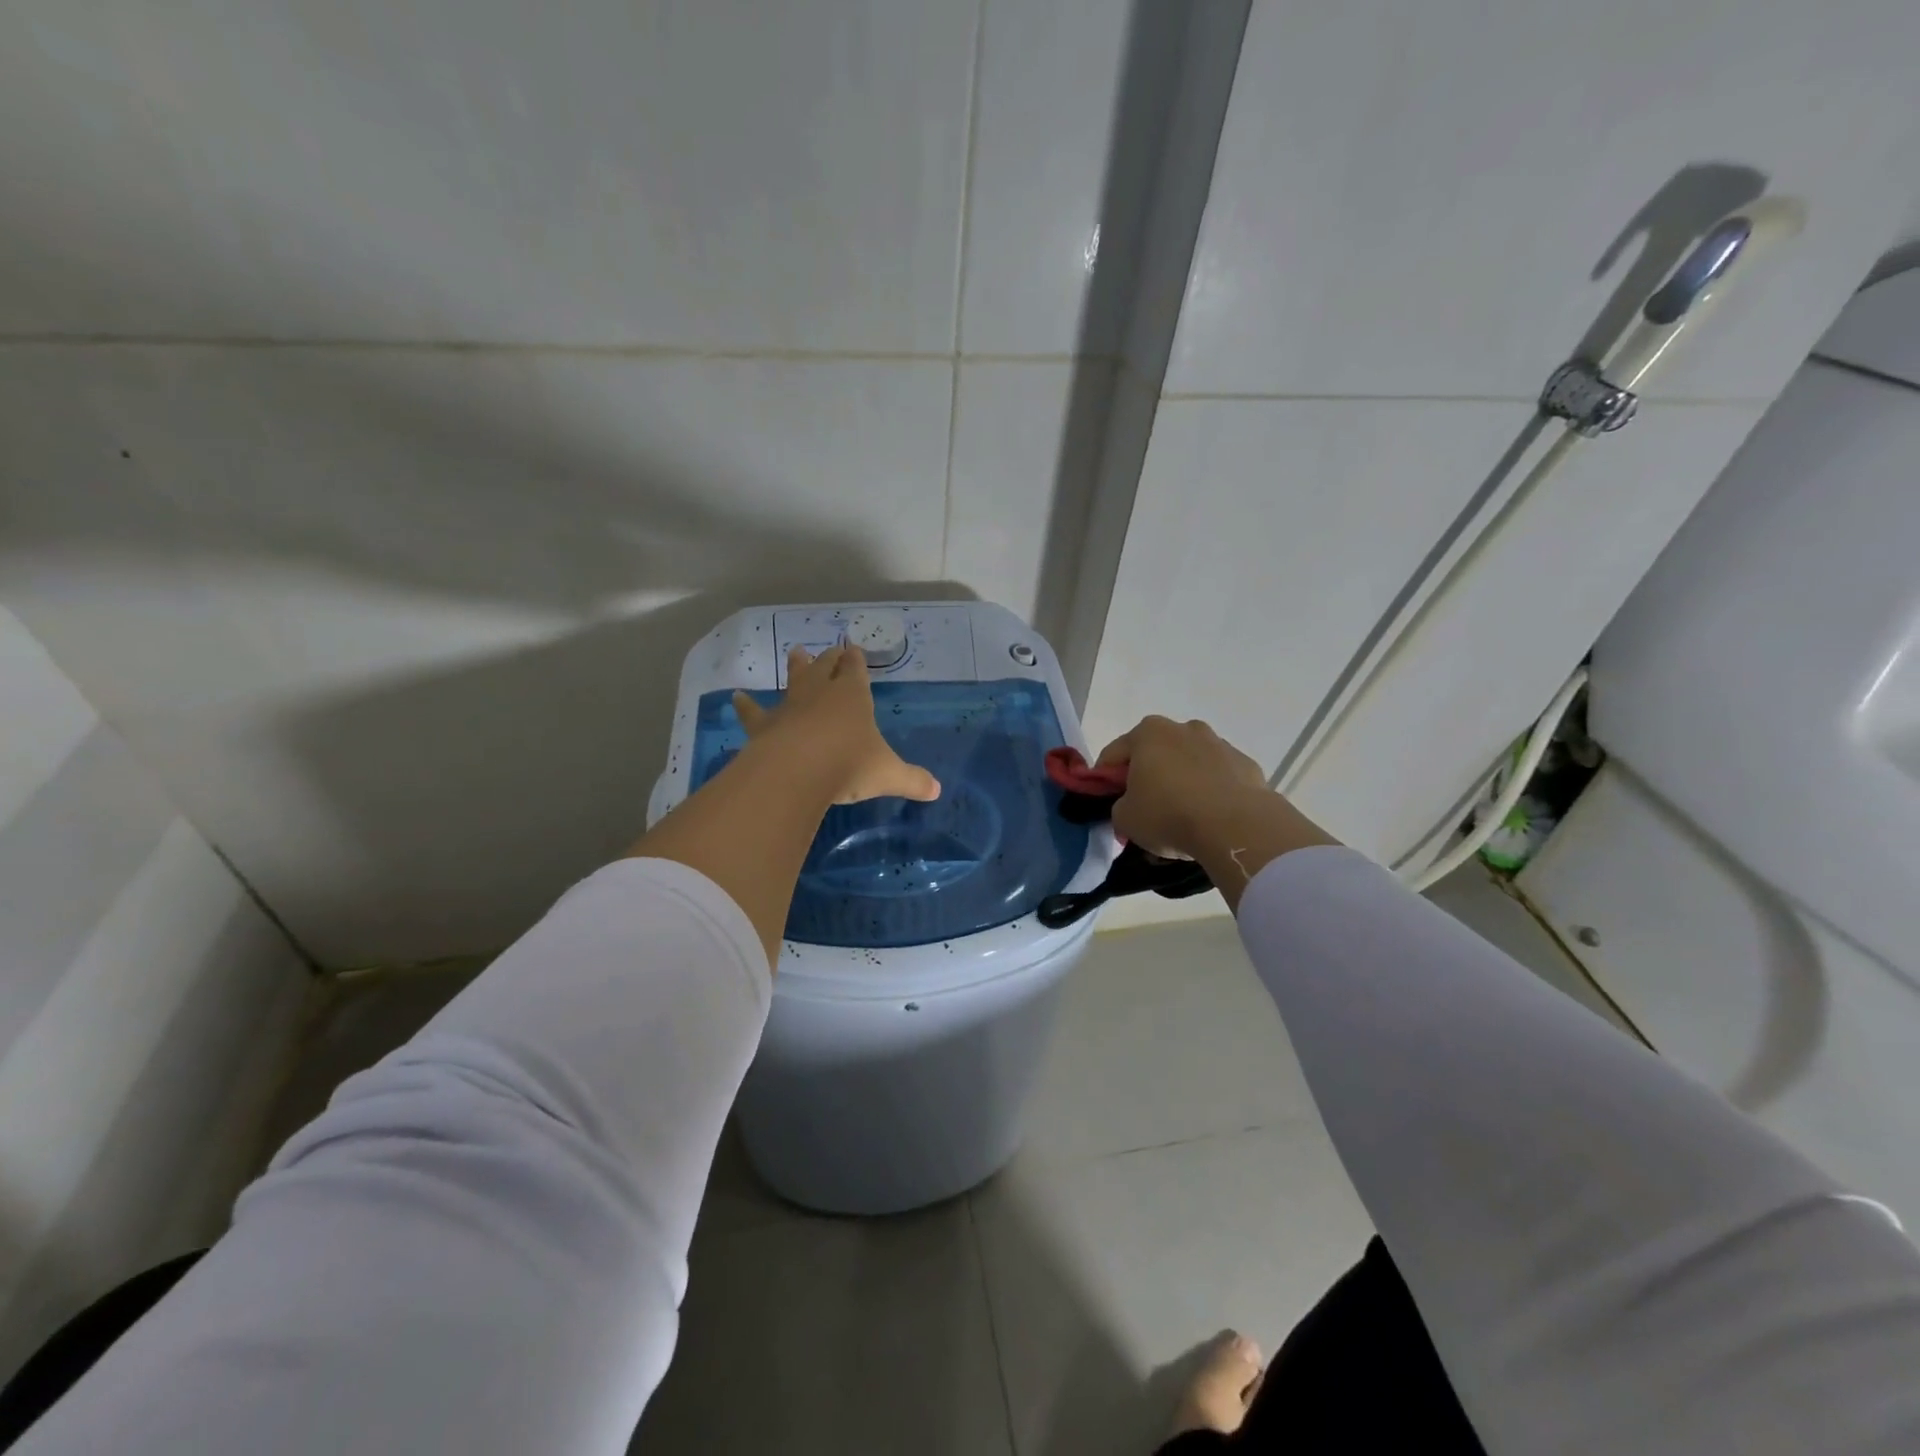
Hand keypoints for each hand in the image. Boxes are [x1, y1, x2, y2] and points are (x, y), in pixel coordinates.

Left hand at [734, 646, 940, 804]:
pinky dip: (746, 705)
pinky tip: (736, 697)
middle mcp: (821, 694)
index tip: (854, 649)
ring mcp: (790, 707)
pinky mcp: (764, 726)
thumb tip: (936, 790)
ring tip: (795, 651)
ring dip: (795, 667)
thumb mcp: (889, 774)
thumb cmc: (849, 764)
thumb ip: (912, 780)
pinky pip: (753, 712)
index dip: (856, 661)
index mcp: (853, 696)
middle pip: (825, 668)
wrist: (798, 771)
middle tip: (829, 649)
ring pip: (793, 680)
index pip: (855, 671)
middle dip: (829, 659)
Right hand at [1094, 716, 1270, 858]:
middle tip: (1145, 810)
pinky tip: (1210, 818)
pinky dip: (1211, 792)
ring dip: (1181, 783)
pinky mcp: (1246, 764)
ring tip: (1182, 817)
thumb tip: (1131, 807)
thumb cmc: (1169, 815)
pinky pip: (1218, 778)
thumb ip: (1120, 807)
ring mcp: (1219, 744)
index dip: (1105, 780)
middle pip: (1155, 754)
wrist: (1237, 827)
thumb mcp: (1124, 819)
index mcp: (1148, 732)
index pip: (1113, 754)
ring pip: (1189, 764)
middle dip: (1147, 777)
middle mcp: (1184, 728)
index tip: (1107, 802)